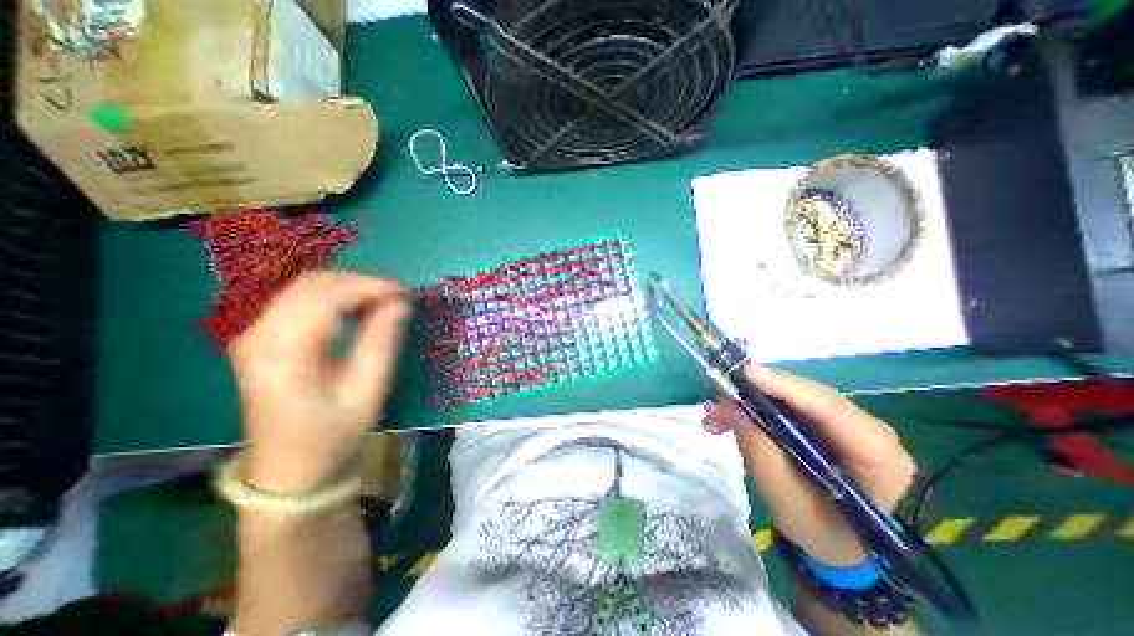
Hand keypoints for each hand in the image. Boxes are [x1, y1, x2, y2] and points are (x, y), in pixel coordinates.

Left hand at [226, 272, 410, 494]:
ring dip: (348, 288)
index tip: (403, 293)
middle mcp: (258, 337)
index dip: (367, 287)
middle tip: (396, 298)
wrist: (289, 466)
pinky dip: (335, 296)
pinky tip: (358, 309)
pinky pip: (300, 299)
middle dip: (359, 283)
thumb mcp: (367, 393)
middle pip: (310, 285)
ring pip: (305, 287)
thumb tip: (399, 304)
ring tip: (382, 303)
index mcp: (282, 356)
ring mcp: (254, 335)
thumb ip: (382, 344)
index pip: (323, 299)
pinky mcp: (262, 337)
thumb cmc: (332, 434)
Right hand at [705, 364, 915, 568]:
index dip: (784, 386)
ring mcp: (845, 423)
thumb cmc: (818, 532)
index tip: (744, 373)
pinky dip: (755, 408)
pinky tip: (728, 419)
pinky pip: (786, 405)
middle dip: (756, 394)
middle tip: (716, 402)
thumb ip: (759, 450)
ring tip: (714, 417)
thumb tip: (731, 406)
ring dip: (749, 401)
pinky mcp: (824, 423)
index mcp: (878, 456)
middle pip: (806, 396)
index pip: (829, 408)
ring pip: (790, 397)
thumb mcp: (784, 498)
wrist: (835, 545)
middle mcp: (867, 429)